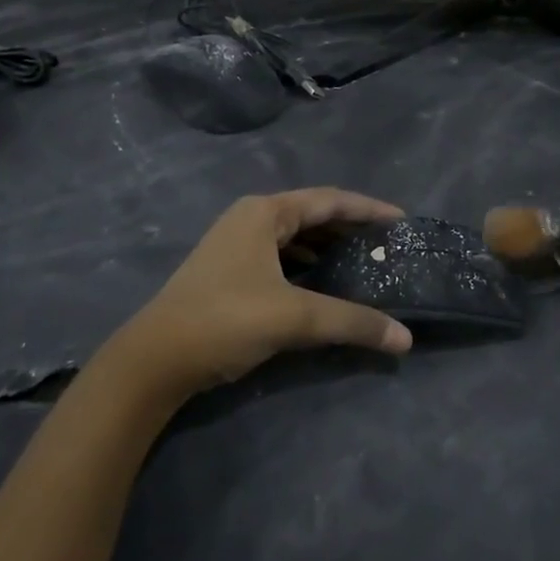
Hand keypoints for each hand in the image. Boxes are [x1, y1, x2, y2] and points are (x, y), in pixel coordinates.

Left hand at [107, 188, 413, 402]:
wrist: (154, 359)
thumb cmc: (226, 320)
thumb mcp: (295, 317)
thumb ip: (353, 322)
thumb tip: (405, 338)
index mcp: (266, 212)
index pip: (330, 200)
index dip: (368, 209)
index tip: (401, 221)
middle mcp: (251, 218)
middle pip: (313, 215)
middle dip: (350, 228)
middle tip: (386, 245)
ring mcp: (236, 243)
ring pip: (295, 237)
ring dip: (328, 247)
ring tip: (363, 262)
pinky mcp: (229, 270)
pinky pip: (281, 256)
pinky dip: (307, 264)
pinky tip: (323, 282)